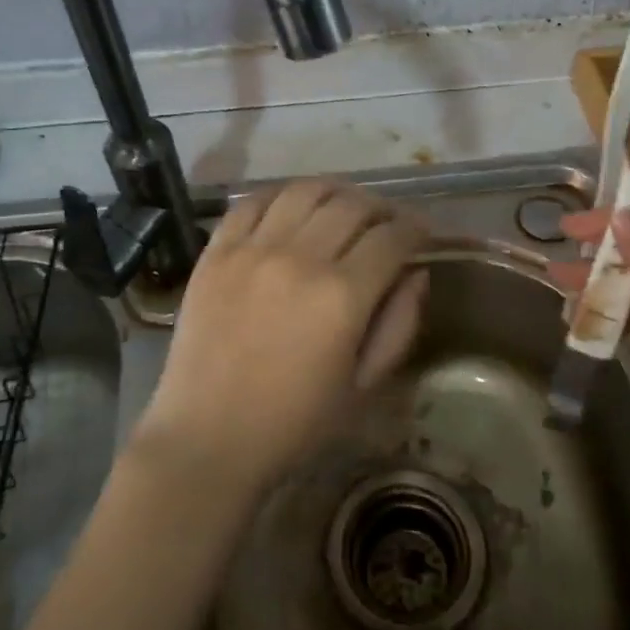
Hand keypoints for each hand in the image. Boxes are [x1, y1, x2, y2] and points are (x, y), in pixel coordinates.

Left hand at [130, 180, 428, 495]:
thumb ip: (399, 324)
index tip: (422, 233)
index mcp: (342, 296)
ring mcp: (253, 249)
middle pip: (352, 205)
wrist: (208, 439)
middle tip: (387, 223)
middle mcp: (300, 258)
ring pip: (305, 191)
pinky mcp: (216, 251)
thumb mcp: (364, 386)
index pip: (392, 237)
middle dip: (381, 208)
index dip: (416, 228)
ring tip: (343, 207)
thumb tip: (416, 272)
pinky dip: (280, 196)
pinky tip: (291, 209)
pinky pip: (252, 201)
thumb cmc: (295, 423)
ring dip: (335, 192)